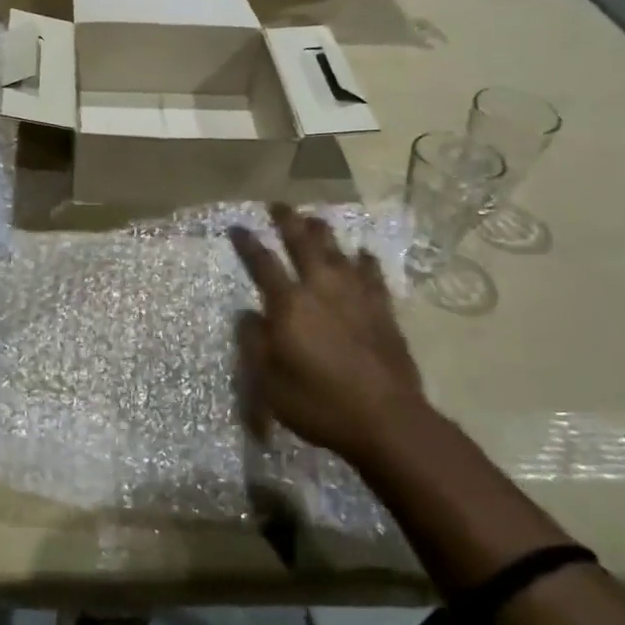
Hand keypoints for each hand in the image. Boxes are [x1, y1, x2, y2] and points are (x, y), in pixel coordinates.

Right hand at [229, 204, 430, 465]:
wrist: (386, 420)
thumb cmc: (318, 403)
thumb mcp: (269, 382)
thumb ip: (254, 343)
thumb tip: (247, 314)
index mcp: (289, 305)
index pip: (262, 264)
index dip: (248, 243)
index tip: (238, 226)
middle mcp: (321, 289)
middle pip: (303, 244)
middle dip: (288, 221)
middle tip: (279, 204)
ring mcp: (356, 297)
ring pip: (338, 252)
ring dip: (324, 233)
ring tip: (315, 218)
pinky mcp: (382, 311)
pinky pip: (373, 276)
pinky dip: (365, 261)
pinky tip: (364, 253)